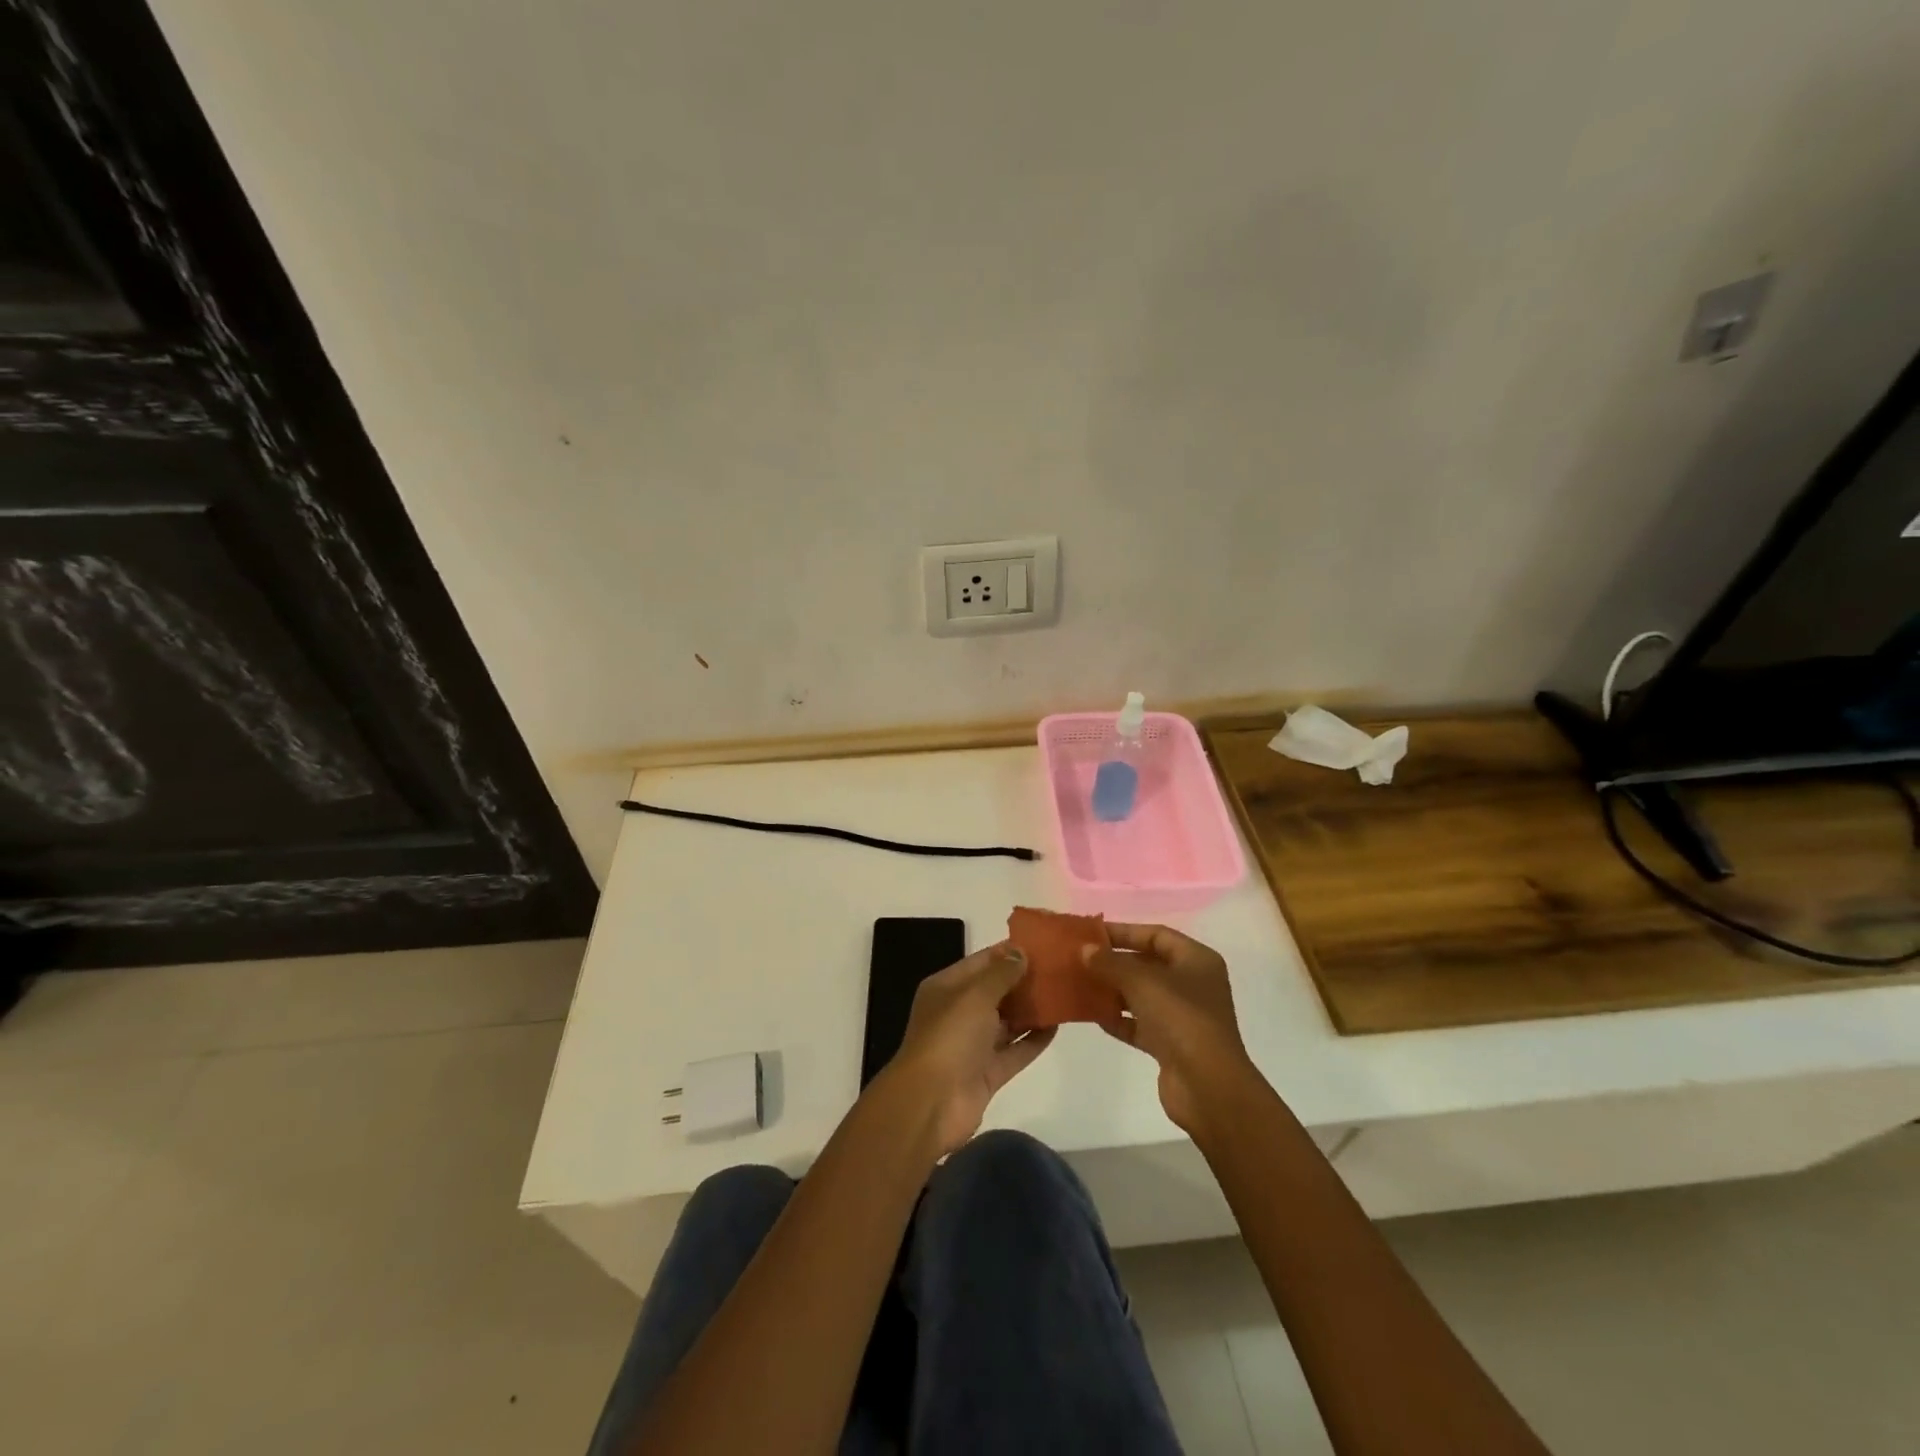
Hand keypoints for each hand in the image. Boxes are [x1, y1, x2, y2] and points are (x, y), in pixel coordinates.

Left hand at [880, 943, 1055, 1155]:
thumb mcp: (975, 995)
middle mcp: (958, 1013)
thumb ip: (1001, 974)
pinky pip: (1015, 1050)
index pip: (980, 962)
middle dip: (1023, 980)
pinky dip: (1033, 1039)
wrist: (931, 1103)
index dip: (1008, 952)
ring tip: (1063, 993)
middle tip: (1059, 968)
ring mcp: (973, 1045)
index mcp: (946, 988)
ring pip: (1007, 1021)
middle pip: (995, 991)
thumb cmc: (950, 1037)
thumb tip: (1021, 952)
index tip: (1042, 944)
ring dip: (1031, 1009)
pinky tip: (1057, 1026)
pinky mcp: (988, 1072)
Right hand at [1085, 923, 1261, 1134]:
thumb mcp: (1142, 982)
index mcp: (1197, 960)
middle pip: (1148, 964)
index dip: (1124, 931)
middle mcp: (1193, 984)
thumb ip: (1110, 963)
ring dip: (1113, 990)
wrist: (1208, 1087)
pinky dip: (1118, 1019)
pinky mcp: (1171, 1045)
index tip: (1091, 933)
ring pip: (1142, 995)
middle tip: (1080, 959)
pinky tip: (1092, 1015)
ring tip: (1080, 984)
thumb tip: (1085, 950)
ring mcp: (1183, 1016)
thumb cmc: (1181, 1019)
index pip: (1156, 935)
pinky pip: (1139, 1024)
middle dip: (1114, 961)